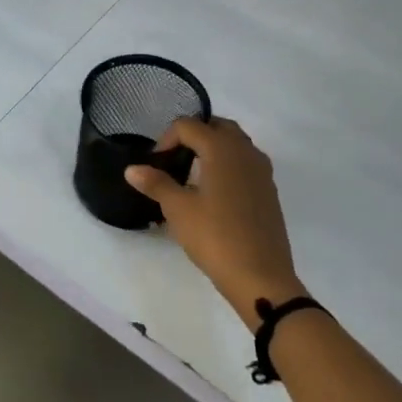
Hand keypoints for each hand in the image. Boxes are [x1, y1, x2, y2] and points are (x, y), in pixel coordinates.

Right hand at [125, 117, 304, 323]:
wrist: (260, 276)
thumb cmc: (215, 237)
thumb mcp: (178, 209)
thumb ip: (156, 183)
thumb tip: (132, 169)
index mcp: (222, 149)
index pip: (189, 125)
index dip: (167, 138)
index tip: (156, 164)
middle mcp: (246, 152)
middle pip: (218, 126)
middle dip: (193, 136)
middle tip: (174, 160)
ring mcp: (262, 171)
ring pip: (236, 144)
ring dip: (213, 149)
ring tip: (192, 175)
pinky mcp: (269, 191)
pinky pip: (246, 164)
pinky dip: (228, 165)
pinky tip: (214, 194)